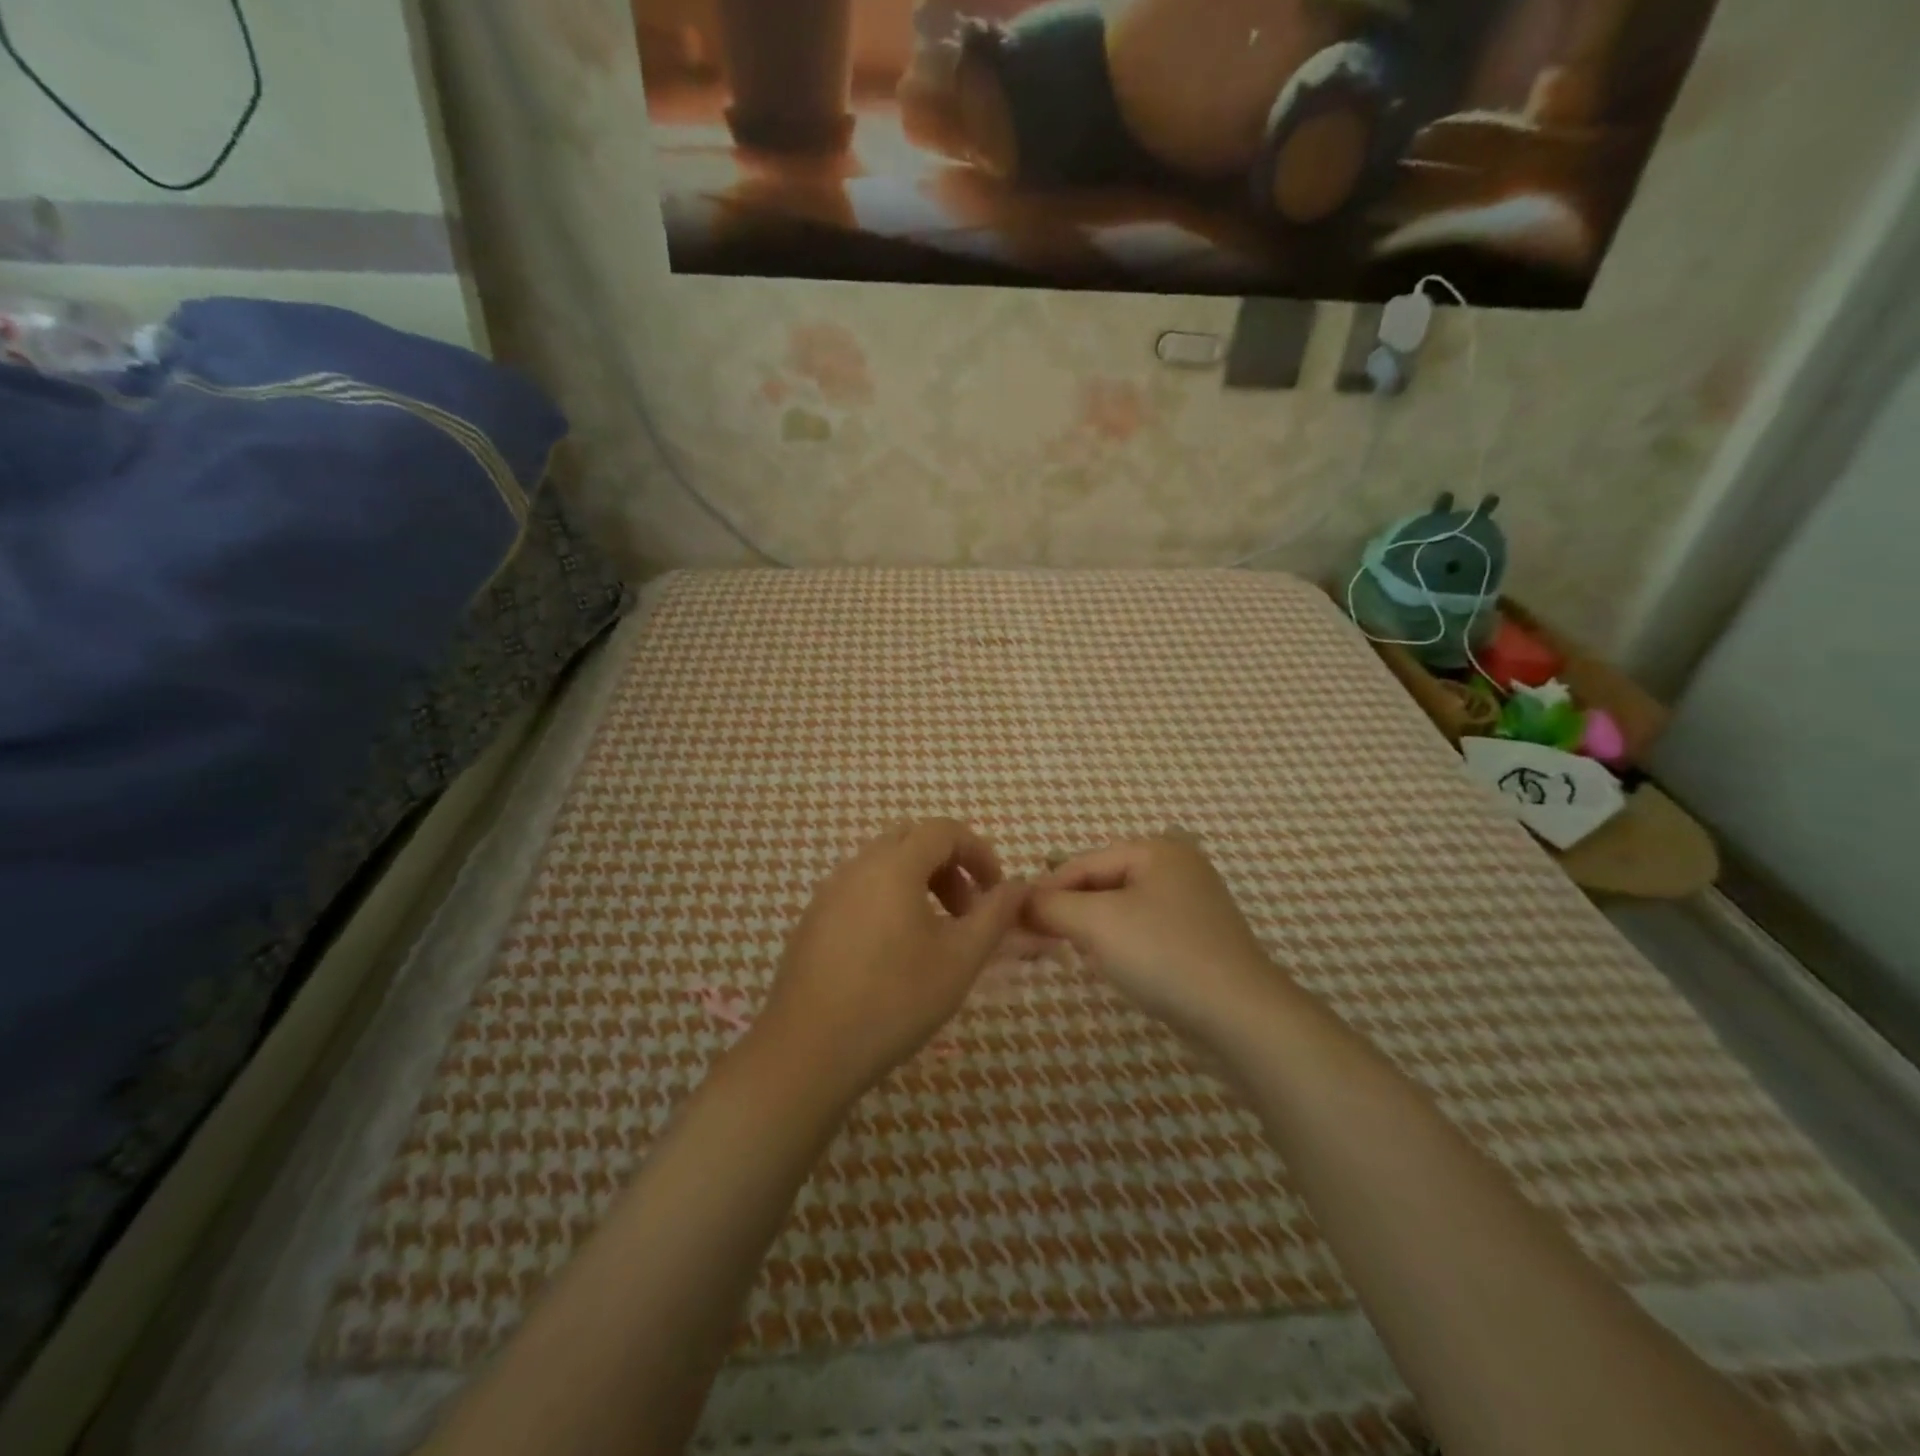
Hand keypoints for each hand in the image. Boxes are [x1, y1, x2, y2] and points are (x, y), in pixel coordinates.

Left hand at [756, 819, 1027, 1097]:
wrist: (808, 1051)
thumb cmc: (895, 1000)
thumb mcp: (960, 959)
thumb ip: (995, 915)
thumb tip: (1020, 886)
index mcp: (893, 865)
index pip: (943, 830)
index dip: (979, 852)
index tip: (995, 892)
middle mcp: (857, 866)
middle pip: (912, 841)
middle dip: (948, 866)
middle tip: (965, 912)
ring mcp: (829, 892)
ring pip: (883, 865)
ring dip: (918, 883)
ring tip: (934, 935)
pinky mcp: (813, 919)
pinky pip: (859, 890)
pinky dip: (888, 900)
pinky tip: (893, 953)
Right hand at [1026, 835, 1276, 1040]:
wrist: (1241, 1017)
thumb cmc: (1164, 955)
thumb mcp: (1097, 923)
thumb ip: (1051, 906)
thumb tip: (1016, 901)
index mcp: (1157, 849)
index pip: (1082, 863)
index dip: (1045, 891)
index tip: (1012, 921)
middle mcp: (1177, 867)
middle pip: (1102, 883)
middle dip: (1068, 911)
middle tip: (1034, 940)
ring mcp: (1192, 904)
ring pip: (1121, 909)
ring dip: (1090, 929)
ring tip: (1065, 952)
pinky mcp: (1198, 940)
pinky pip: (1143, 931)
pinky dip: (1119, 944)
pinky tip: (1108, 966)